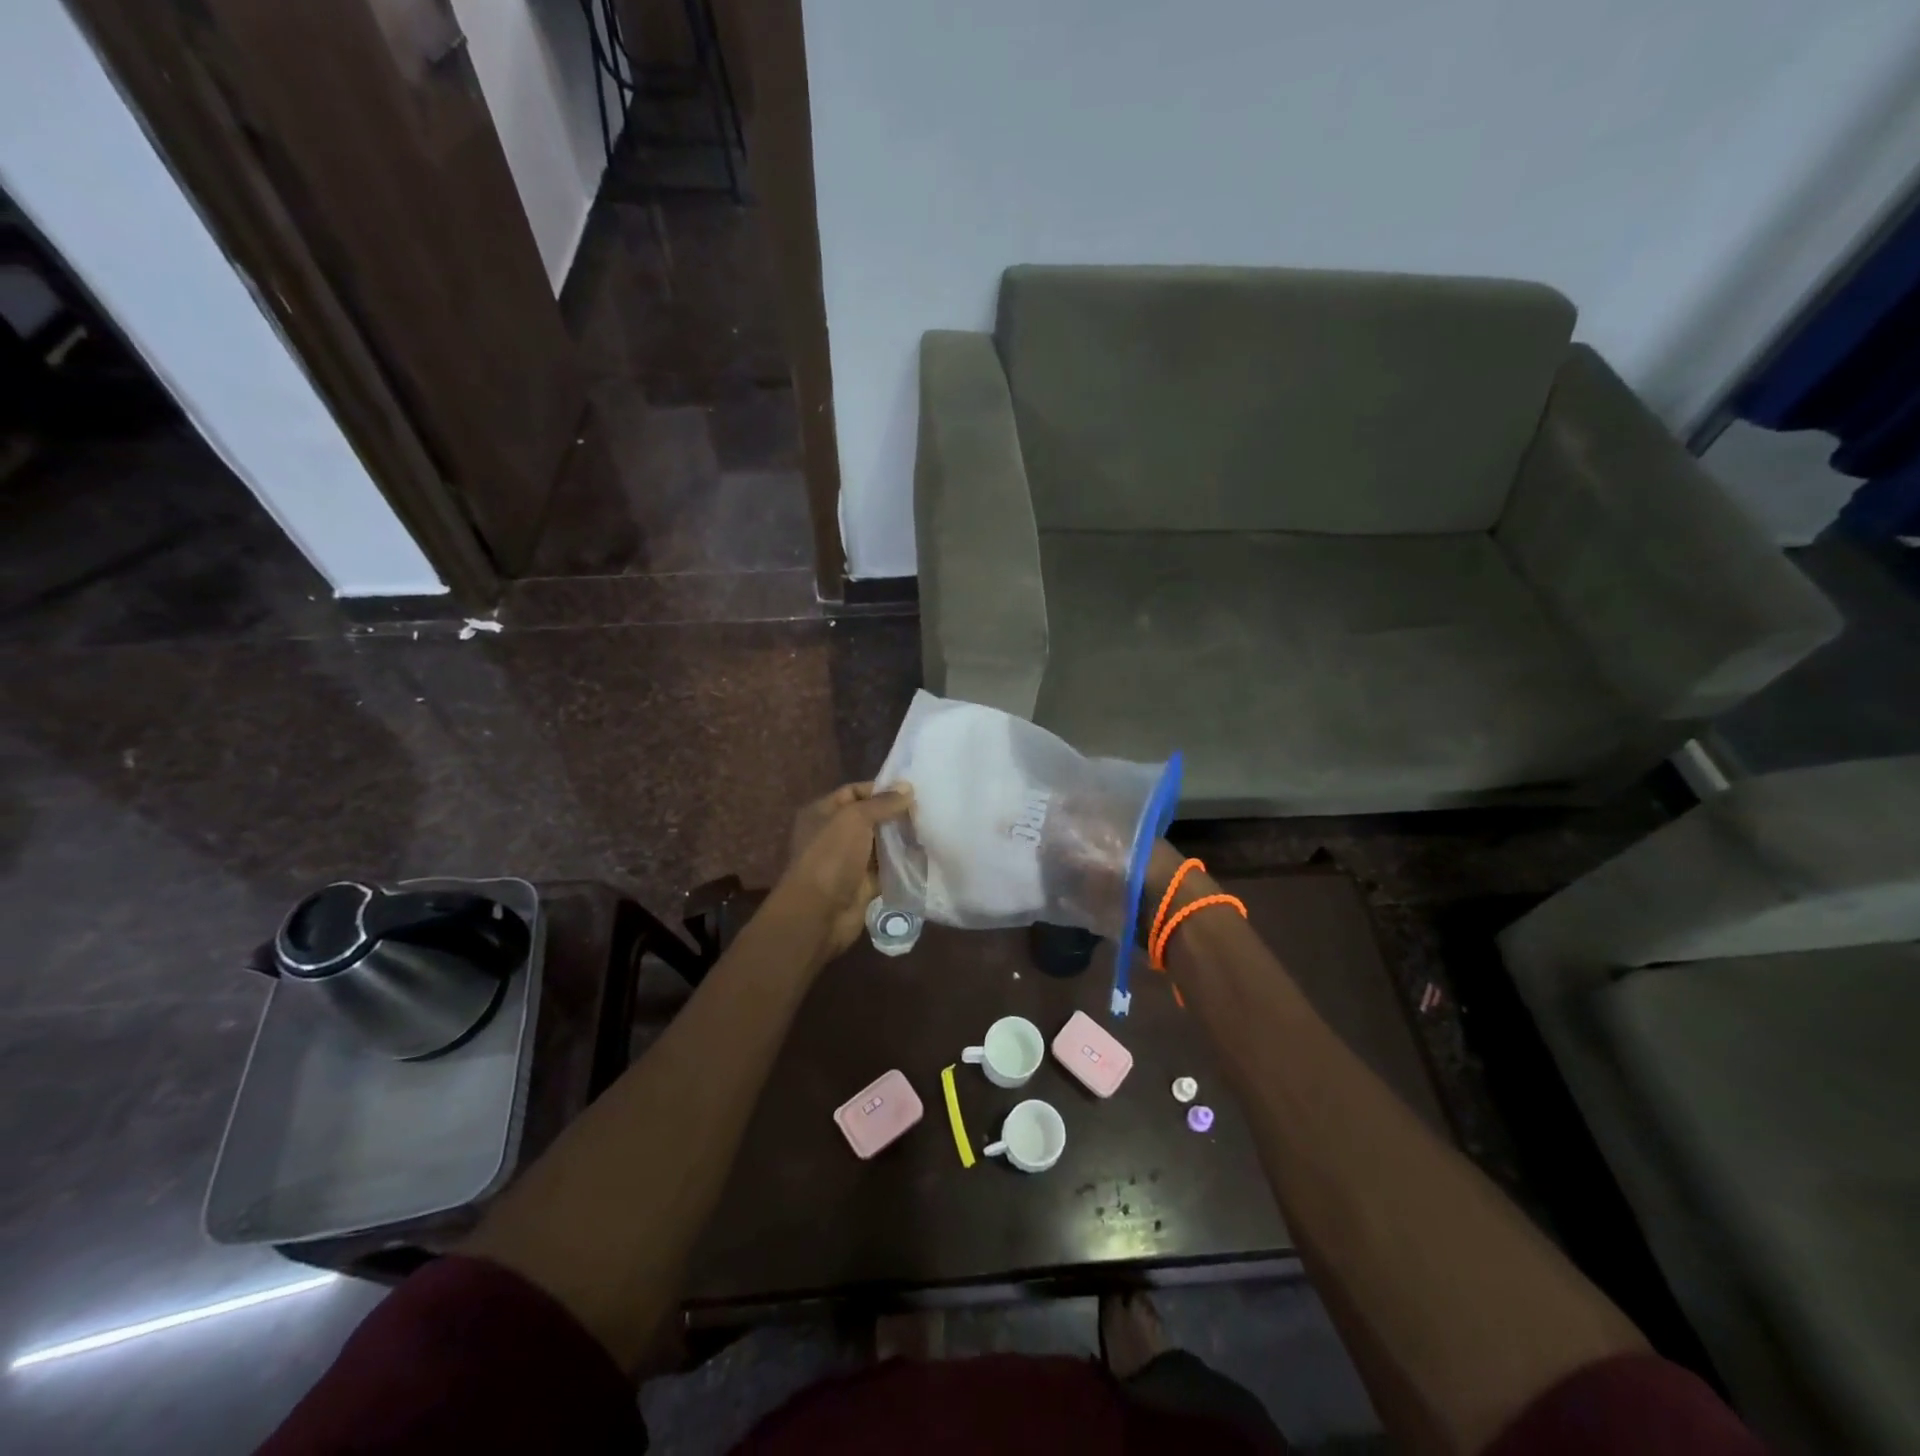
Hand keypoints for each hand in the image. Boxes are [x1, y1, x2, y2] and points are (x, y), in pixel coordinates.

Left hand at [779, 781, 913, 958]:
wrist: (819, 913)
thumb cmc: (831, 856)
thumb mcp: (855, 819)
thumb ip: (882, 803)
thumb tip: (907, 787)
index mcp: (822, 813)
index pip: (854, 792)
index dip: (880, 790)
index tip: (910, 791)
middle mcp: (834, 835)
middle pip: (869, 818)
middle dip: (895, 815)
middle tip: (926, 810)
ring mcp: (849, 861)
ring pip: (880, 844)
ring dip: (901, 839)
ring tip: (930, 829)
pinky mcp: (863, 884)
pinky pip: (886, 869)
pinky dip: (902, 864)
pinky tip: (925, 855)